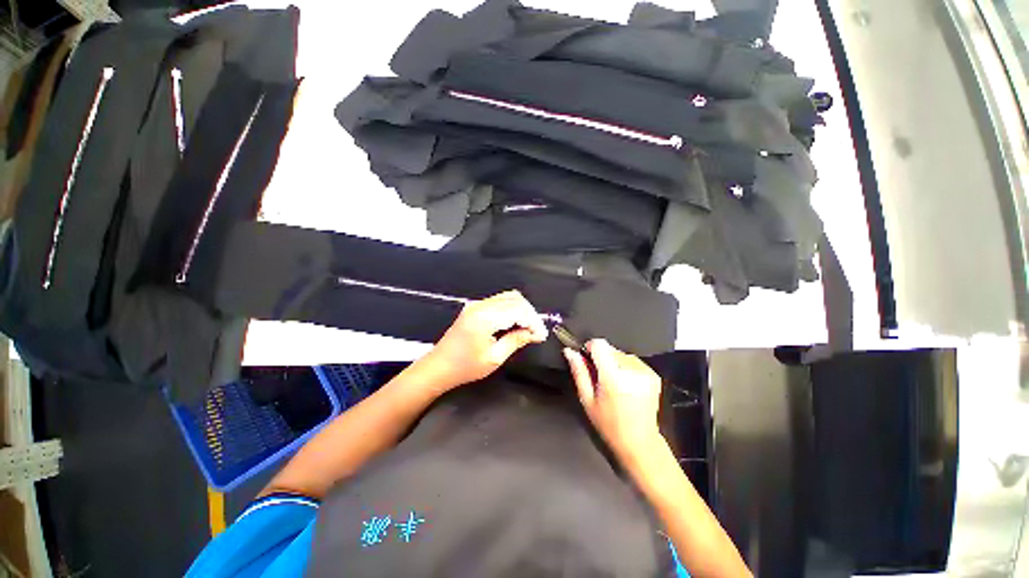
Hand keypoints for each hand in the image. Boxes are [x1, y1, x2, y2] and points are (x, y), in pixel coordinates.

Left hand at [418, 290, 548, 391]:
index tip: (541, 335)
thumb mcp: (495, 358)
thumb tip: (534, 333)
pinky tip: (516, 323)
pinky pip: (500, 301)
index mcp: (485, 318)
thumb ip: (516, 340)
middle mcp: (481, 305)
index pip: (518, 310)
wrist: (439, 367)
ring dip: (522, 310)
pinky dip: (512, 309)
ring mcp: (477, 304)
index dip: (534, 321)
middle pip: (515, 299)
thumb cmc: (465, 367)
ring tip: (528, 328)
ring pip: (508, 297)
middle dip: (530, 314)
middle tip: (536, 332)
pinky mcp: (475, 307)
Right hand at [565, 339, 662, 462]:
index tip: (587, 359)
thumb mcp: (587, 400)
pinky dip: (626, 367)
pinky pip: (633, 361)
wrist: (640, 442)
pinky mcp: (653, 375)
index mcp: (613, 377)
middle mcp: (632, 371)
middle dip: (602, 358)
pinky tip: (625, 384)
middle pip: (610, 348)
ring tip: (613, 383)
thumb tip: (569, 351)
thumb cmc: (609, 424)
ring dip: (614, 362)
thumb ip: (579, 372)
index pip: (600, 345)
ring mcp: (645, 372)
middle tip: (600, 378)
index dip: (590, 348)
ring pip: (621, 353)